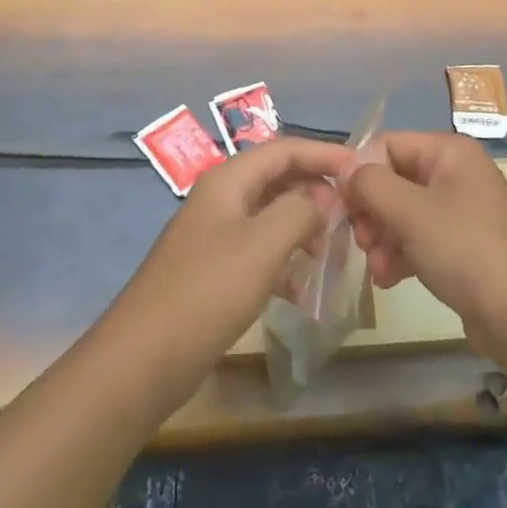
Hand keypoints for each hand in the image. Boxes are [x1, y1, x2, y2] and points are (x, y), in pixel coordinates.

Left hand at [106, 138, 357, 409]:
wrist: (143, 358)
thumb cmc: (207, 292)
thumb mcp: (262, 244)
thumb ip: (300, 210)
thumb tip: (323, 197)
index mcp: (228, 180)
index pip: (285, 149)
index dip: (324, 154)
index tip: (363, 171)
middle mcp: (221, 198)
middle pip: (278, 178)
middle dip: (317, 190)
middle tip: (355, 215)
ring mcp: (215, 234)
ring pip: (271, 215)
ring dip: (304, 225)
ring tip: (336, 249)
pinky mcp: (214, 269)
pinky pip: (260, 249)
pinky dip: (285, 258)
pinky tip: (303, 286)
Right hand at [343, 131, 506, 350]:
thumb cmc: (467, 251)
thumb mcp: (410, 212)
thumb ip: (370, 184)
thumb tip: (345, 170)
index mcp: (449, 152)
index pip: (386, 144)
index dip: (360, 173)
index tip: (345, 208)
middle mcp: (456, 173)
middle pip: (393, 179)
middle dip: (371, 212)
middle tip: (362, 242)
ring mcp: (461, 210)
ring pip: (402, 212)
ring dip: (381, 238)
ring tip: (378, 269)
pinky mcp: (463, 245)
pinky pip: (419, 238)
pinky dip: (400, 254)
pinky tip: (390, 280)